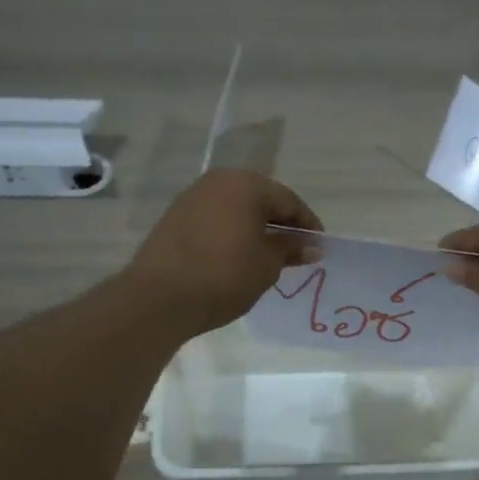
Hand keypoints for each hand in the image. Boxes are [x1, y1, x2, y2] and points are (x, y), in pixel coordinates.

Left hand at [126, 170, 323, 336]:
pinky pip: (215, 219)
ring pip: (235, 208)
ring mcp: (192, 198)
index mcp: (246, 184)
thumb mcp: (267, 264)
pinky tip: (237, 256)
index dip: (307, 224)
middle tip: (296, 250)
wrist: (160, 297)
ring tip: (268, 255)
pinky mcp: (174, 218)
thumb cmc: (225, 275)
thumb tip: (312, 246)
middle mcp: (218, 181)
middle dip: (280, 224)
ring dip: (254, 228)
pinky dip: (231, 233)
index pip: (288, 200)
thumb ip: (290, 249)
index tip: (319, 246)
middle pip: (260, 199)